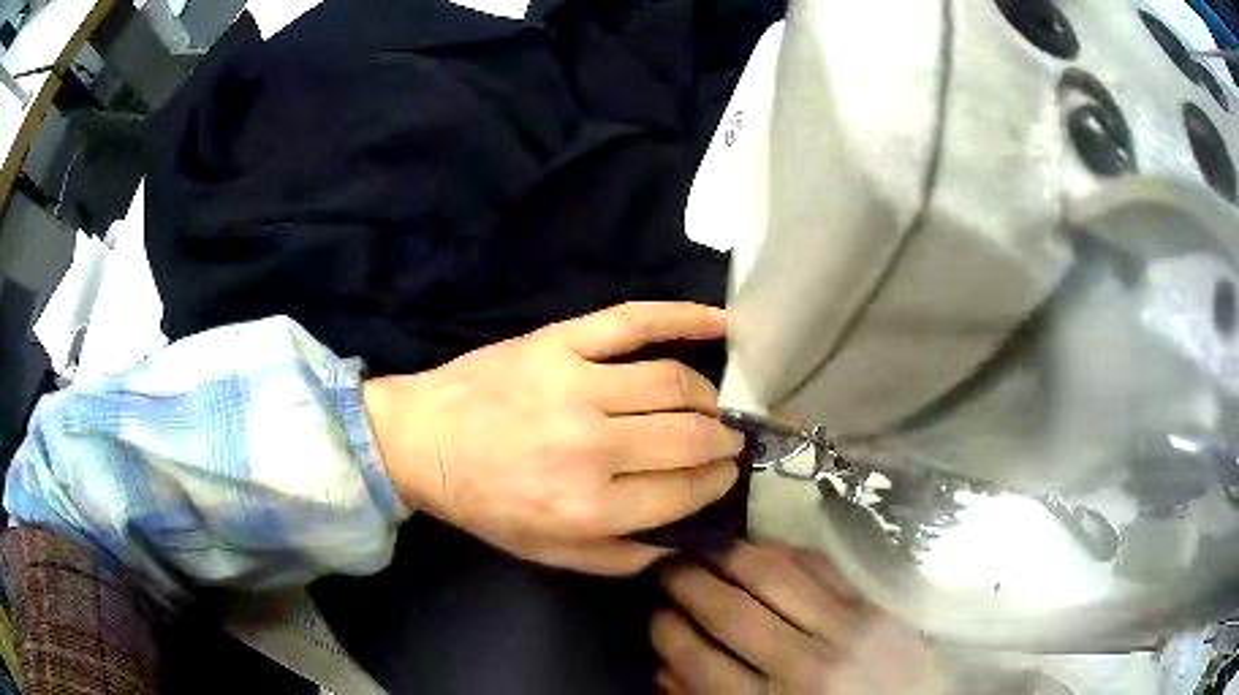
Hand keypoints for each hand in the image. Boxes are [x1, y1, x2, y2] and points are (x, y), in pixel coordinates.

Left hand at [363, 302, 743, 575]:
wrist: (422, 439)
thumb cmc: (485, 502)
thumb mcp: (548, 553)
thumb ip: (621, 557)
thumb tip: (684, 536)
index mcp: (587, 508)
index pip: (684, 491)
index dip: (716, 483)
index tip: (725, 474)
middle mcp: (590, 447)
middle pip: (689, 438)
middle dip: (721, 443)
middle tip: (726, 443)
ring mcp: (575, 385)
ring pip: (674, 384)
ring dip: (706, 399)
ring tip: (709, 408)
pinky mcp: (560, 341)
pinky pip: (635, 320)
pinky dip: (685, 316)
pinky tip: (721, 322)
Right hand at [653, 542, 946, 693]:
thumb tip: (663, 666)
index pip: (698, 658)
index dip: (665, 629)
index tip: (653, 612)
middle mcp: (805, 665)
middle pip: (730, 611)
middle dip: (685, 582)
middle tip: (663, 566)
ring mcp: (846, 629)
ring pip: (773, 575)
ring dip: (726, 554)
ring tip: (701, 548)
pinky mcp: (873, 606)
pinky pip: (819, 565)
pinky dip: (780, 549)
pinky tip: (756, 547)